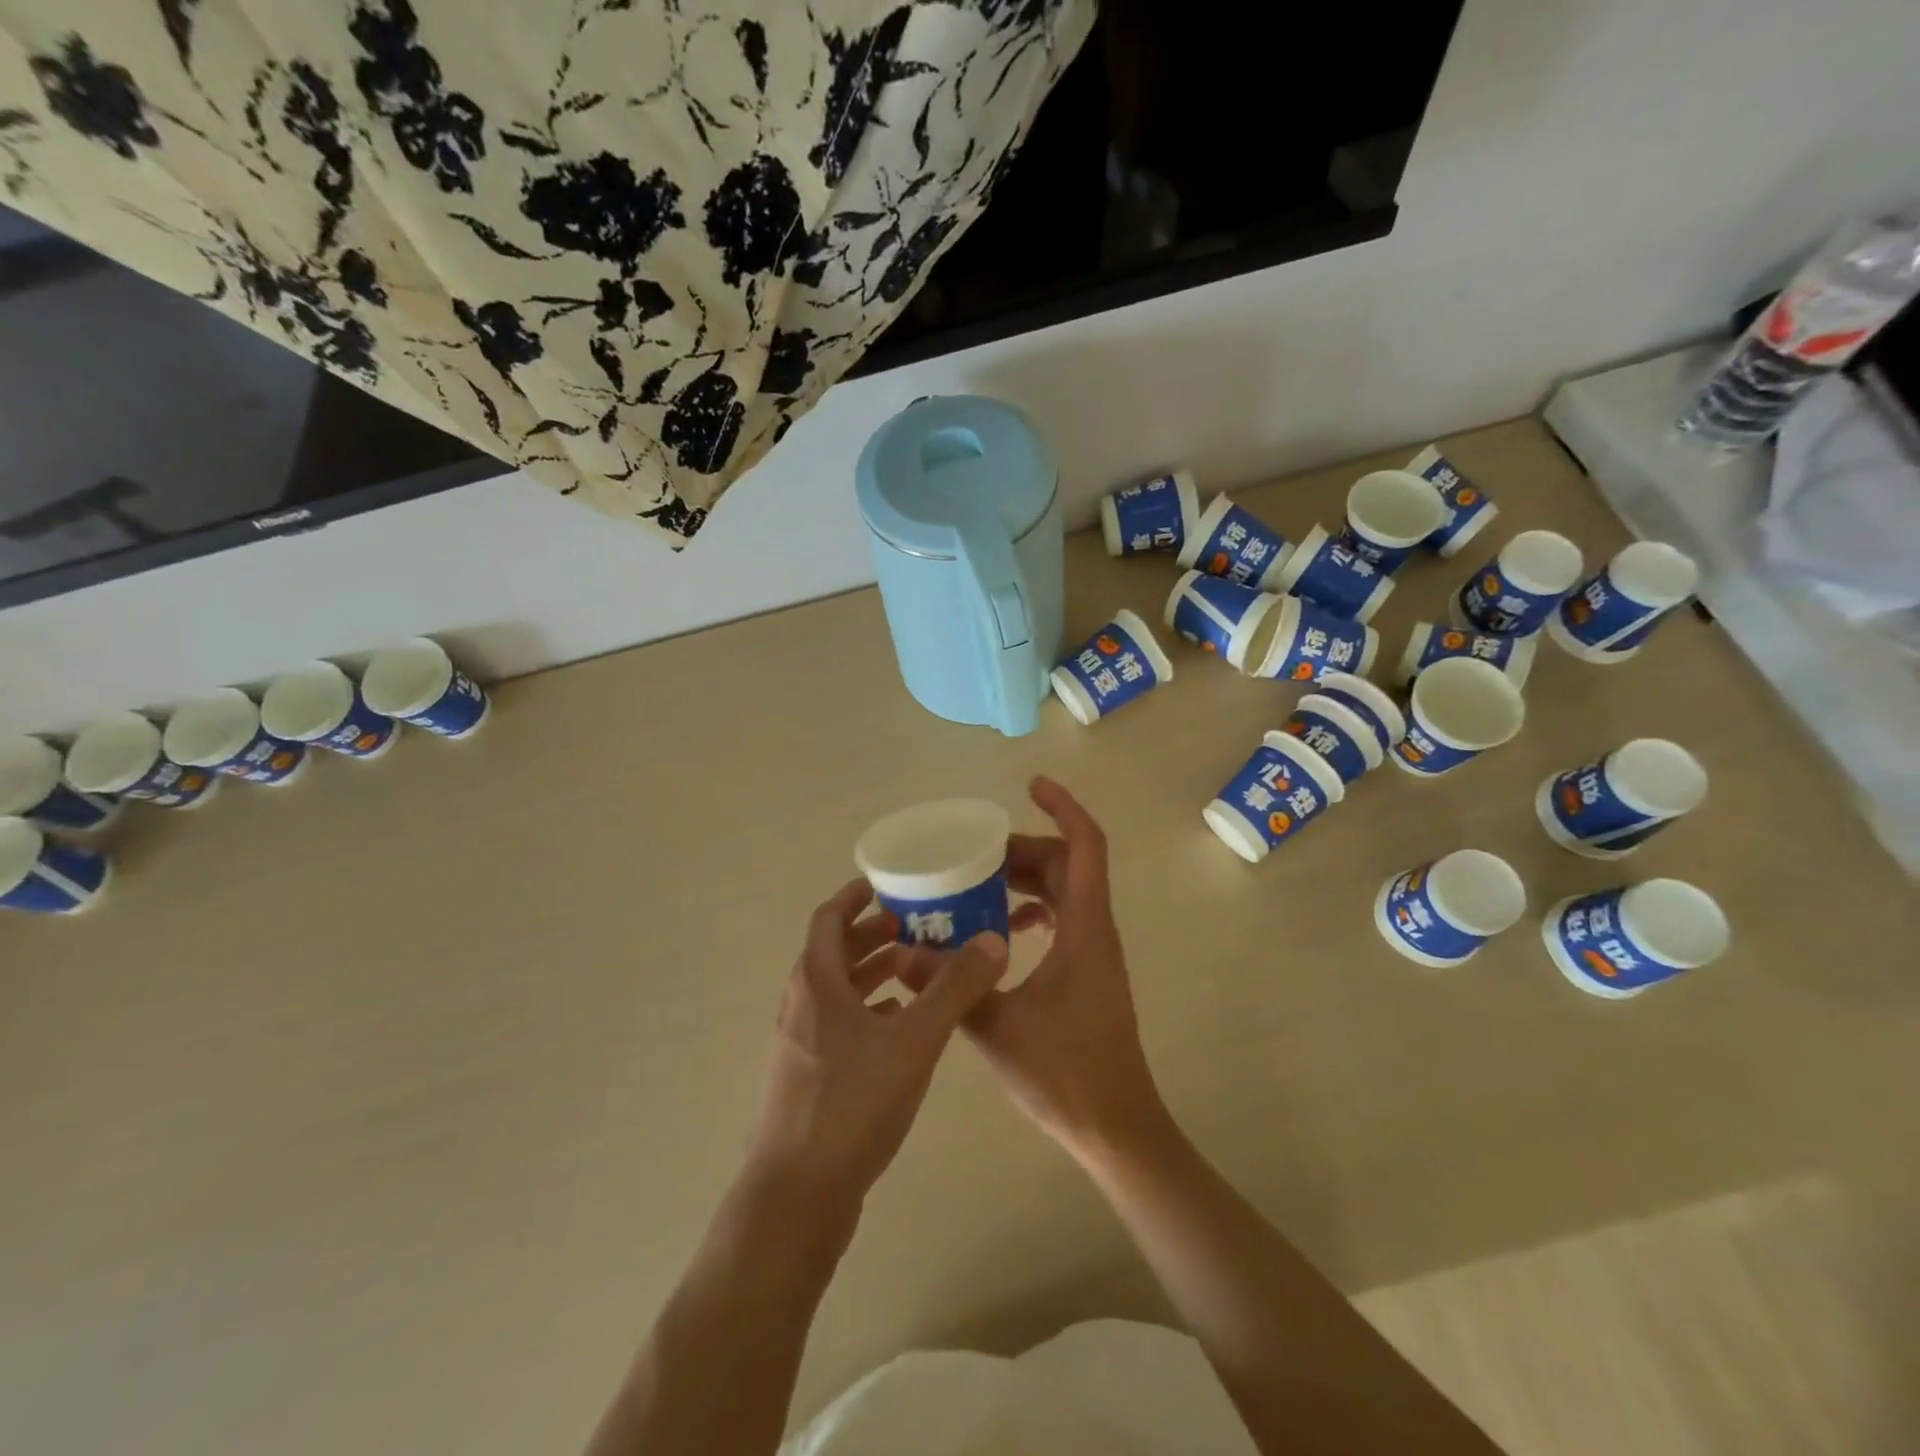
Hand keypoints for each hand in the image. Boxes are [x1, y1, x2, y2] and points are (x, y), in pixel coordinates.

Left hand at [747, 879, 1008, 1208]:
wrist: (797, 1195)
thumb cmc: (852, 1103)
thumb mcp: (914, 1040)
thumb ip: (954, 988)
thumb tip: (993, 941)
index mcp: (816, 981)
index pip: (829, 918)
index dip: (856, 897)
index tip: (890, 884)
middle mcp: (801, 1004)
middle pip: (834, 952)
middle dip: (874, 934)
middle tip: (917, 925)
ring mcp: (801, 1043)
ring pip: (839, 990)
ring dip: (874, 973)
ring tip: (916, 968)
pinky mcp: (809, 1077)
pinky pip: (840, 1024)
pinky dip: (869, 1011)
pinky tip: (902, 1025)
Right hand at [930, 777, 1169, 1165]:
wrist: (1116, 1127)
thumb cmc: (1065, 1074)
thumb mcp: (995, 1026)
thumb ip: (948, 984)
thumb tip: (900, 950)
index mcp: (1085, 929)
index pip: (1085, 846)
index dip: (1063, 807)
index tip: (1031, 786)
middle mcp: (1096, 931)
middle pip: (1069, 864)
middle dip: (1025, 848)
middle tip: (975, 853)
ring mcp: (1095, 953)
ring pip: (1066, 892)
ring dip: (1028, 880)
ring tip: (978, 885)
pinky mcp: (1088, 973)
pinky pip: (1064, 920)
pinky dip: (1034, 910)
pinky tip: (999, 930)